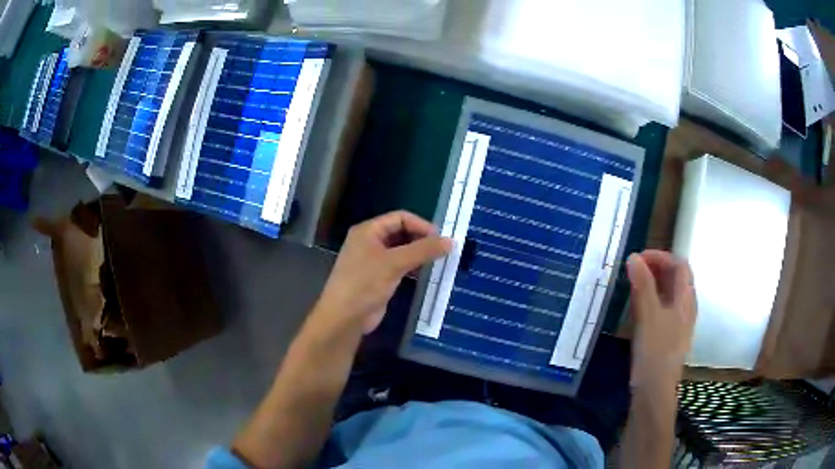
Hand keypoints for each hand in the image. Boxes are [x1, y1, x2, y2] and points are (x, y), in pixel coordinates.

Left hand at [313, 211, 451, 335]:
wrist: (344, 317)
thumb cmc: (365, 283)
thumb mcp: (394, 263)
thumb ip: (423, 250)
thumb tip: (451, 241)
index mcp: (368, 230)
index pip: (400, 218)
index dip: (421, 225)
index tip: (441, 239)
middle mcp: (369, 242)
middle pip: (401, 232)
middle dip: (421, 239)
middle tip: (443, 250)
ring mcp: (373, 261)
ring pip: (401, 251)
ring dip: (418, 254)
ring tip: (439, 261)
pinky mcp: (378, 278)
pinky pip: (399, 266)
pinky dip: (413, 267)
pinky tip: (426, 274)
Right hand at [626, 250, 695, 387]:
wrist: (655, 392)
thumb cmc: (655, 352)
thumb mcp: (648, 316)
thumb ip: (643, 286)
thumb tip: (633, 257)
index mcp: (686, 300)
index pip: (680, 265)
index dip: (661, 256)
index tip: (638, 259)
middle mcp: (686, 308)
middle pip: (677, 278)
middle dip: (657, 268)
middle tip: (633, 269)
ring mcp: (679, 324)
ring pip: (670, 294)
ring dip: (654, 283)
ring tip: (633, 284)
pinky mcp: (669, 336)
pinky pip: (664, 308)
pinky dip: (652, 299)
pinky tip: (638, 308)